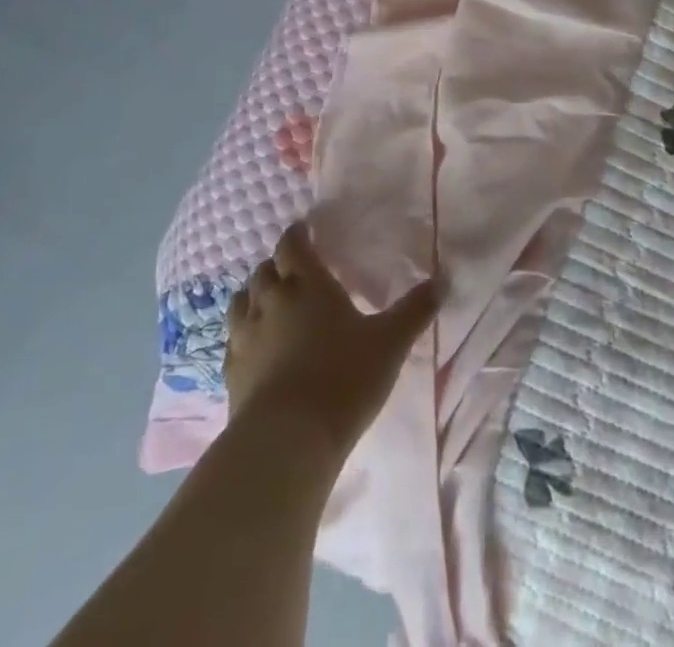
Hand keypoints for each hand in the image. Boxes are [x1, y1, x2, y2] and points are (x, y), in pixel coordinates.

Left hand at [225, 222, 438, 455]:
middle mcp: (271, 301)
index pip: (292, 244)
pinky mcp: (231, 372)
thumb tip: (442, 281)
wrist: (286, 442)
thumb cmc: (344, 379)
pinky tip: (257, 346)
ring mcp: (245, 336)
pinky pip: (233, 339)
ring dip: (255, 295)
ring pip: (242, 300)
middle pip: (265, 269)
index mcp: (307, 284)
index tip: (305, 232)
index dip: (297, 234)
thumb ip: (414, 310)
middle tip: (296, 272)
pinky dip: (243, 332)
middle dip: (278, 265)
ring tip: (272, 303)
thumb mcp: (390, 343)